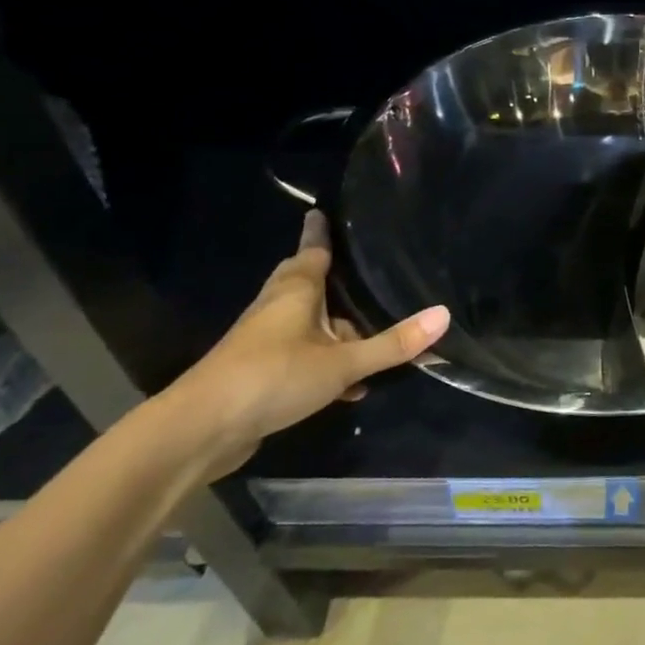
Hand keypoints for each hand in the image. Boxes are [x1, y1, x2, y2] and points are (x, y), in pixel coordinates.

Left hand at [156, 211, 448, 477]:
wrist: (199, 432)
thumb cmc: (272, 378)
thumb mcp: (342, 363)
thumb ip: (392, 344)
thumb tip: (444, 315)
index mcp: (295, 293)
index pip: (311, 252)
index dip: (319, 233)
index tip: (321, 212)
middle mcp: (277, 310)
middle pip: (305, 284)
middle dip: (328, 278)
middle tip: (356, 269)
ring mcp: (264, 343)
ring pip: (306, 324)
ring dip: (334, 328)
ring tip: (370, 334)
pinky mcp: (259, 375)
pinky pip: (302, 356)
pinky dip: (326, 361)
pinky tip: (351, 386)